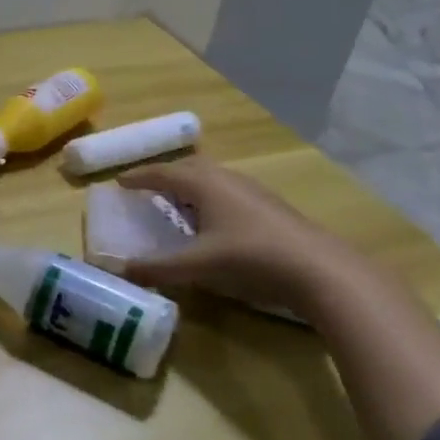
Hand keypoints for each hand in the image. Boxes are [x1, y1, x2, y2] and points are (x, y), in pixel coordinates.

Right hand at [114, 155, 366, 319]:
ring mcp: (252, 192)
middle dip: (165, 176)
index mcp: (205, 184)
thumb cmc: (251, 258)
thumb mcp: (198, 265)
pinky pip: (227, 193)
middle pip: (189, 168)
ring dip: (189, 187)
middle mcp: (227, 180)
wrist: (320, 270)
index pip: (163, 172)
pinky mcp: (269, 208)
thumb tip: (120, 270)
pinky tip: (212, 223)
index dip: (139, 177)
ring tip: (176, 205)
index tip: (119, 182)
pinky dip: (209, 200)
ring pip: (212, 180)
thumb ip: (158, 268)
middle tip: (146, 189)